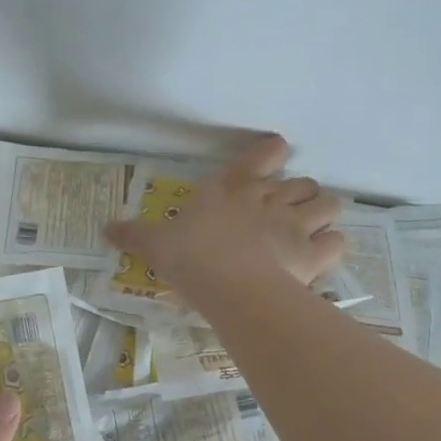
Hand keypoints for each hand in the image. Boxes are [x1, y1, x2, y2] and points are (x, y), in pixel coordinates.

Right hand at [106, 134, 344, 297]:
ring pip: (328, 204)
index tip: (276, 157)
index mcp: (233, 189)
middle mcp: (270, 200)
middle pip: (303, 183)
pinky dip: (332, 247)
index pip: (263, 155)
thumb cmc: (191, 257)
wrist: (228, 286)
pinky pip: (337, 242)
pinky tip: (321, 256)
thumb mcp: (156, 244)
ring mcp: (296, 225)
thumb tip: (104, 228)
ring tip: (313, 229)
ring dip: (323, 214)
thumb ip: (134, 235)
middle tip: (287, 212)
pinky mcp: (314, 254)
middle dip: (300, 194)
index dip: (273, 154)